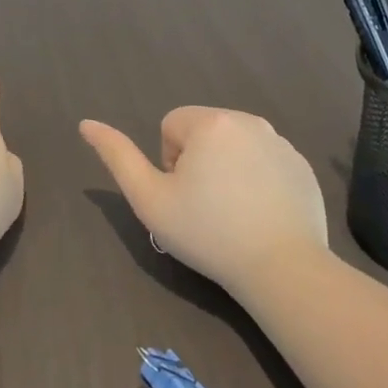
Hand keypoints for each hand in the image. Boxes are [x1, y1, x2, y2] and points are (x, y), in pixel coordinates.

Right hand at [79, 107, 327, 294]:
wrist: (282, 268)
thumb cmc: (208, 233)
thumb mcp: (150, 199)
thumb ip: (117, 156)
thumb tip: (86, 123)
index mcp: (211, 122)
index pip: (171, 125)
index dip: (168, 163)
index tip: (184, 197)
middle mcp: (248, 119)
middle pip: (204, 133)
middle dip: (198, 162)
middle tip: (206, 208)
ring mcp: (280, 141)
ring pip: (235, 146)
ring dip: (227, 169)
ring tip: (234, 214)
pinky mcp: (302, 165)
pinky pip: (265, 161)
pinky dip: (258, 180)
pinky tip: (261, 215)